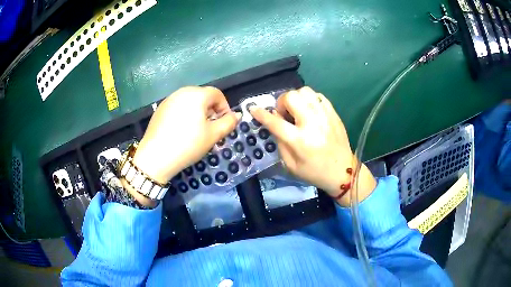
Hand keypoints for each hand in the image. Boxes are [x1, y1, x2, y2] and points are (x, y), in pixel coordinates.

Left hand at [133, 86, 240, 185]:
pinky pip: (178, 106)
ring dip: (198, 112)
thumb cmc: (188, 144)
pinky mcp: (160, 109)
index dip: (224, 107)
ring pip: (190, 101)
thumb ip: (228, 123)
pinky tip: (182, 131)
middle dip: (211, 110)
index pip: (217, 94)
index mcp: (196, 95)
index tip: (224, 123)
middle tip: (211, 128)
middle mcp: (182, 92)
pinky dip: (185, 114)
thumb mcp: (213, 135)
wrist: (156, 157)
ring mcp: (169, 99)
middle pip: (203, 96)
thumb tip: (237, 115)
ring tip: (197, 130)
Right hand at [249, 87, 375, 205]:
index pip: (275, 121)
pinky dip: (309, 100)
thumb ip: (279, 141)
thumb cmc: (314, 172)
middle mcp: (312, 123)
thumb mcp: (290, 165)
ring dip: (296, 98)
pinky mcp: (333, 113)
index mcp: (299, 140)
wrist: (343, 171)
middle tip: (284, 114)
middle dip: (282, 102)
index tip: (253, 109)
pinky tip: (309, 111)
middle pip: (291, 97)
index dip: (261, 114)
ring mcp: (325, 115)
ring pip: (305, 91)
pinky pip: (318, 95)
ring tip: (297, 111)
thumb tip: (273, 121)